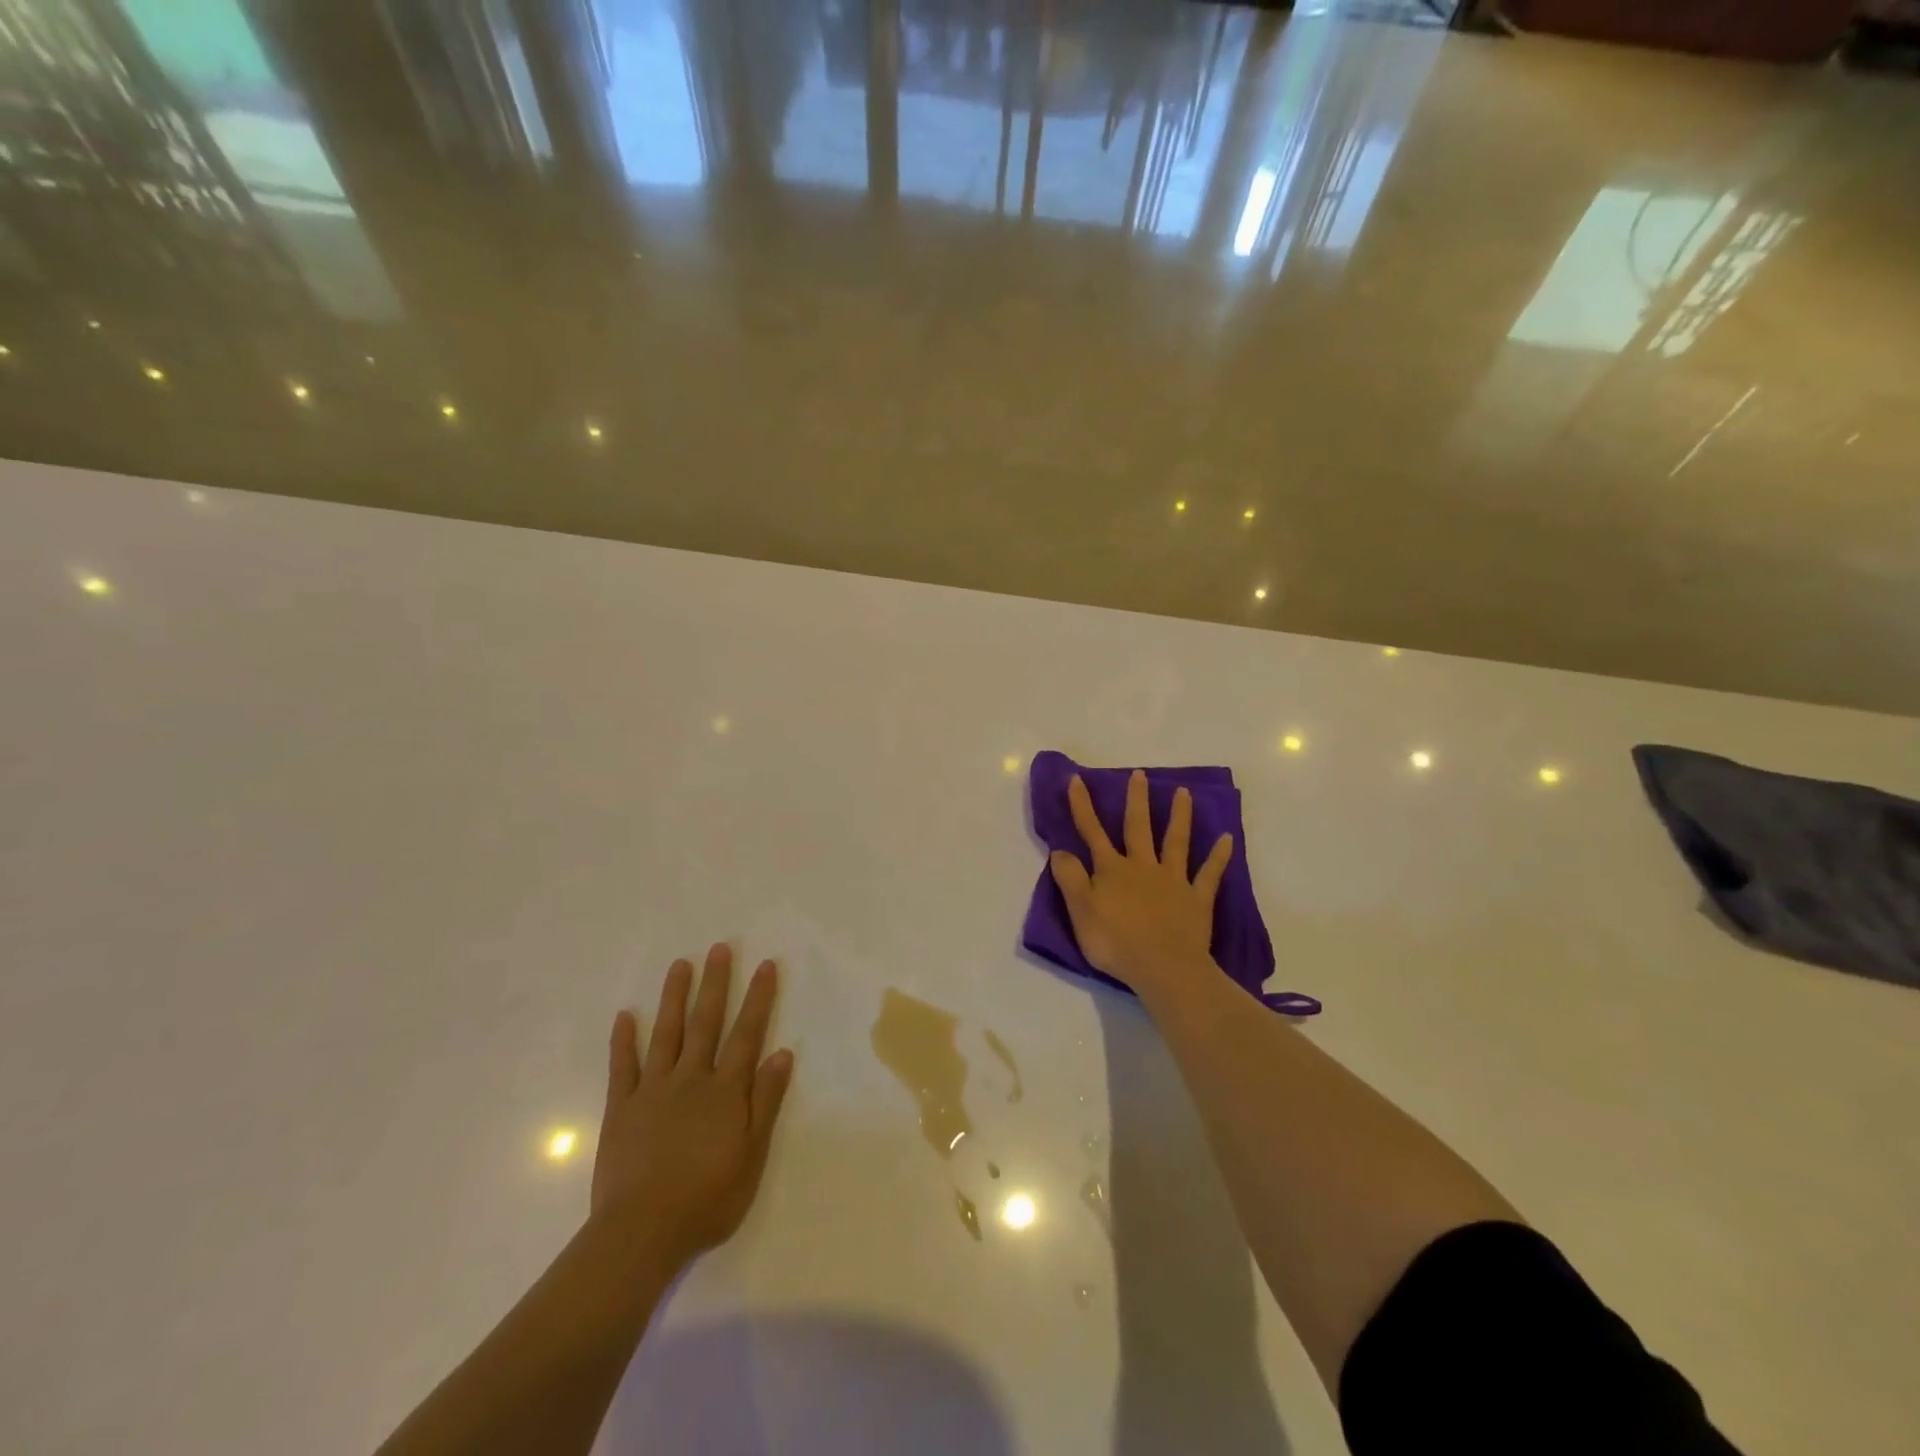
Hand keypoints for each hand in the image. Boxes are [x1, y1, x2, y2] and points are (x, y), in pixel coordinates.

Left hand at [590, 944, 793, 1270]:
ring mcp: (653, 1090)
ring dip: (674, 997)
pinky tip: (625, 1015)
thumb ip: (766, 1101)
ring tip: (680, 964)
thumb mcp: (752, 1154)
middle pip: (706, 1022)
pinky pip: (623, 1066)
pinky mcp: (621, 1108)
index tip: (765, 965)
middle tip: (719, 948)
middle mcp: (691, 1078)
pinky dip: (624, 1040)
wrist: (641, 1233)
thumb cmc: (707, 1198)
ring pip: (666, 1033)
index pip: (747, 1033)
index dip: (758, 998)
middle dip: (716, 983)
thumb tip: (783, 1052)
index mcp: (725, 1090)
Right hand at [1049, 770, 1232, 995]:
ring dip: (1179, 816)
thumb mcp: (1080, 912)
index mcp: (1112, 870)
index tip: (1077, 779)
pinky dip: (1219, 856)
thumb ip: (1070, 879)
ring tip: (1184, 793)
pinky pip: (1209, 873)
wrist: (1163, 967)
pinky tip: (1228, 839)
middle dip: (1137, 800)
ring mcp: (1173, 880)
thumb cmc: (1116, 942)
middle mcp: (1142, 867)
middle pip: (1139, 827)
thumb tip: (1060, 849)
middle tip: (1140, 774)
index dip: (1083, 806)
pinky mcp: (1197, 898)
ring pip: (1176, 841)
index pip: (1092, 832)